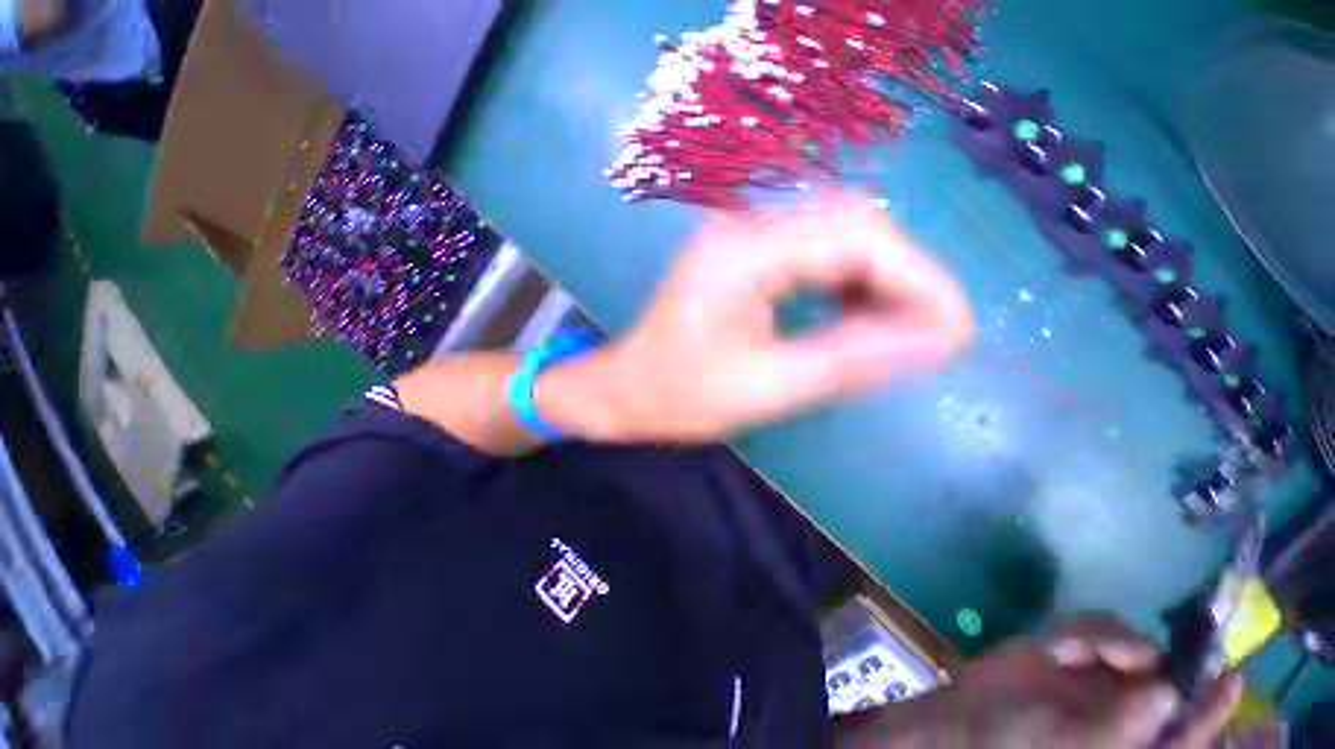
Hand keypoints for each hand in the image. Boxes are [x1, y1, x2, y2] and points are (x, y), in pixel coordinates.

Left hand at [590, 193, 973, 442]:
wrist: (623, 391)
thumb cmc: (678, 396)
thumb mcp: (765, 387)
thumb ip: (850, 359)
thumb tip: (938, 339)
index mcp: (740, 254)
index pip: (853, 236)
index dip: (916, 277)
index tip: (956, 328)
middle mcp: (741, 230)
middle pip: (848, 226)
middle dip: (903, 276)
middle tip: (933, 331)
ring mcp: (740, 241)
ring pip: (833, 237)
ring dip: (877, 279)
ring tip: (903, 328)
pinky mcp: (741, 260)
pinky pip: (809, 256)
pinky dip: (845, 283)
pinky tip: (858, 314)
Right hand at [836, 616, 1244, 748]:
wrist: (970, 716)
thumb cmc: (1020, 744)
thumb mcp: (1072, 744)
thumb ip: (1121, 726)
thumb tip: (1168, 691)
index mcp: (1137, 740)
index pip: (1189, 726)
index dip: (1213, 705)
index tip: (1231, 677)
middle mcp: (1129, 706)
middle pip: (1164, 672)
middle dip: (1152, 658)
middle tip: (1127, 654)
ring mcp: (1101, 676)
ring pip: (1131, 643)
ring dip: (1107, 641)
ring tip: (1073, 650)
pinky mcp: (1073, 650)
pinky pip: (1093, 627)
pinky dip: (1079, 631)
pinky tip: (1058, 646)